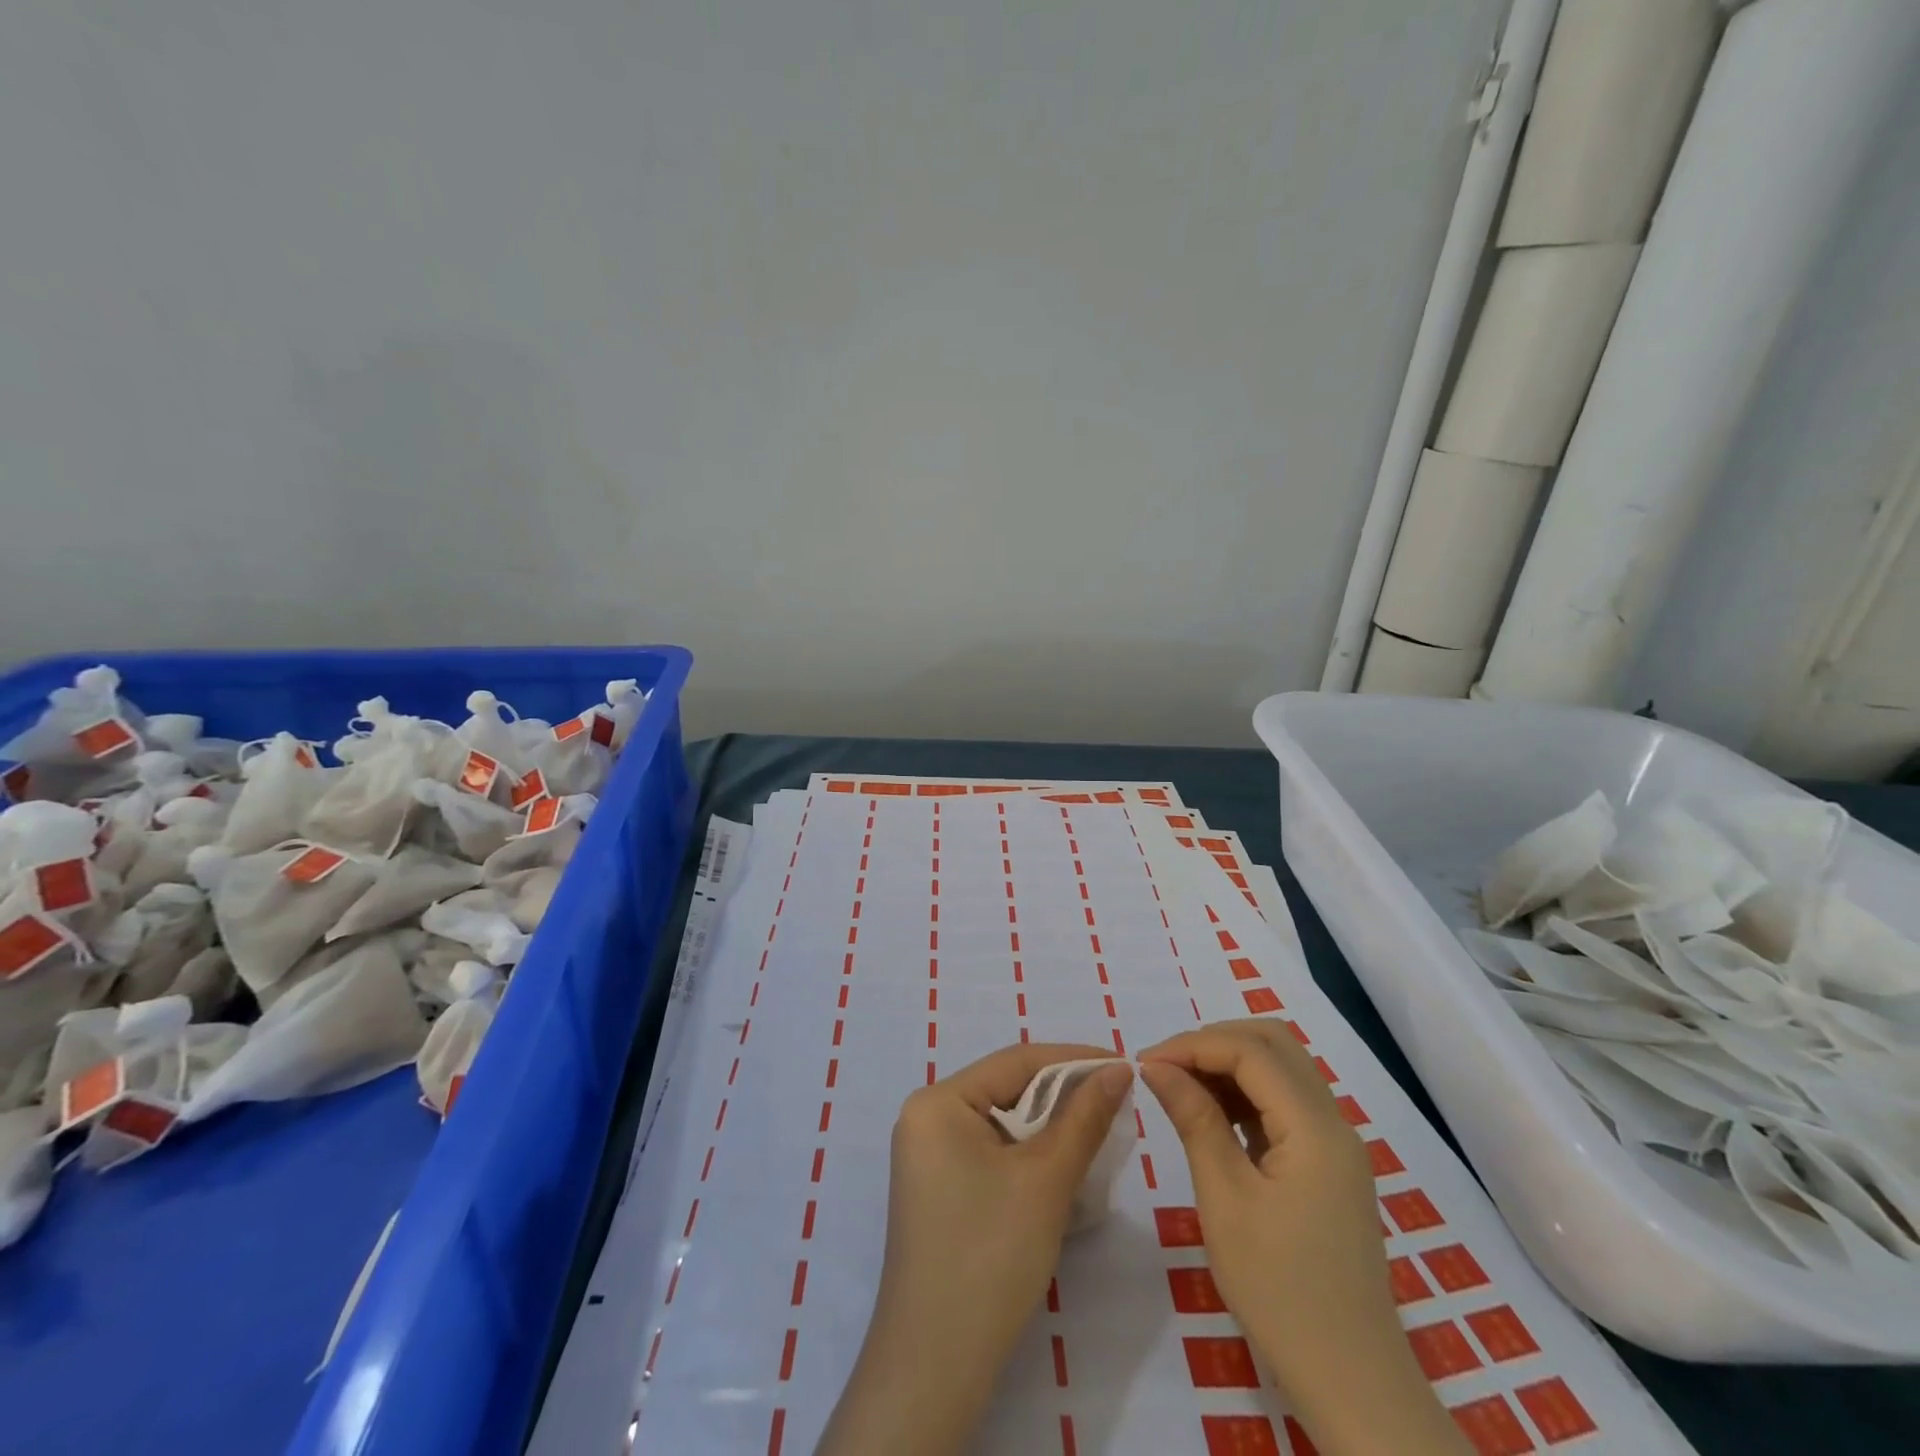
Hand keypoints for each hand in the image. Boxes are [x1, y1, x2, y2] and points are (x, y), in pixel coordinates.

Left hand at [816, 1042, 1132, 1455]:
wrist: (936, 1364)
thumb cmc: (990, 1255)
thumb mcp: (1046, 1179)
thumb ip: (1084, 1117)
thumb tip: (1118, 1069)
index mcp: (938, 1101)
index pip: (1015, 1061)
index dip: (1073, 1059)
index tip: (1124, 1062)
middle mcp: (926, 1118)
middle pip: (1006, 1089)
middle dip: (1062, 1094)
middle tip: (1117, 1098)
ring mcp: (928, 1156)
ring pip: (1002, 1123)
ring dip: (1049, 1127)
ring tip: (1099, 1128)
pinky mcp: (938, 1190)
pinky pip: (990, 1152)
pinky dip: (1028, 1154)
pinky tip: (1062, 1165)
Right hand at [1140, 1020, 1469, 1455]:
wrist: (1352, 1382)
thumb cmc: (1280, 1292)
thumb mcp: (1225, 1201)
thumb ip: (1194, 1120)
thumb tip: (1156, 1066)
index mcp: (1315, 1128)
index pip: (1250, 1051)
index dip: (1193, 1045)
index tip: (1145, 1063)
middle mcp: (1334, 1122)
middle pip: (1273, 1043)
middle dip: (1213, 1042)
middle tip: (1165, 1068)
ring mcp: (1336, 1144)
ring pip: (1281, 1067)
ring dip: (1229, 1063)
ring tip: (1180, 1088)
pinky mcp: (1329, 1164)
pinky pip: (1285, 1102)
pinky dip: (1245, 1092)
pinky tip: (1212, 1115)